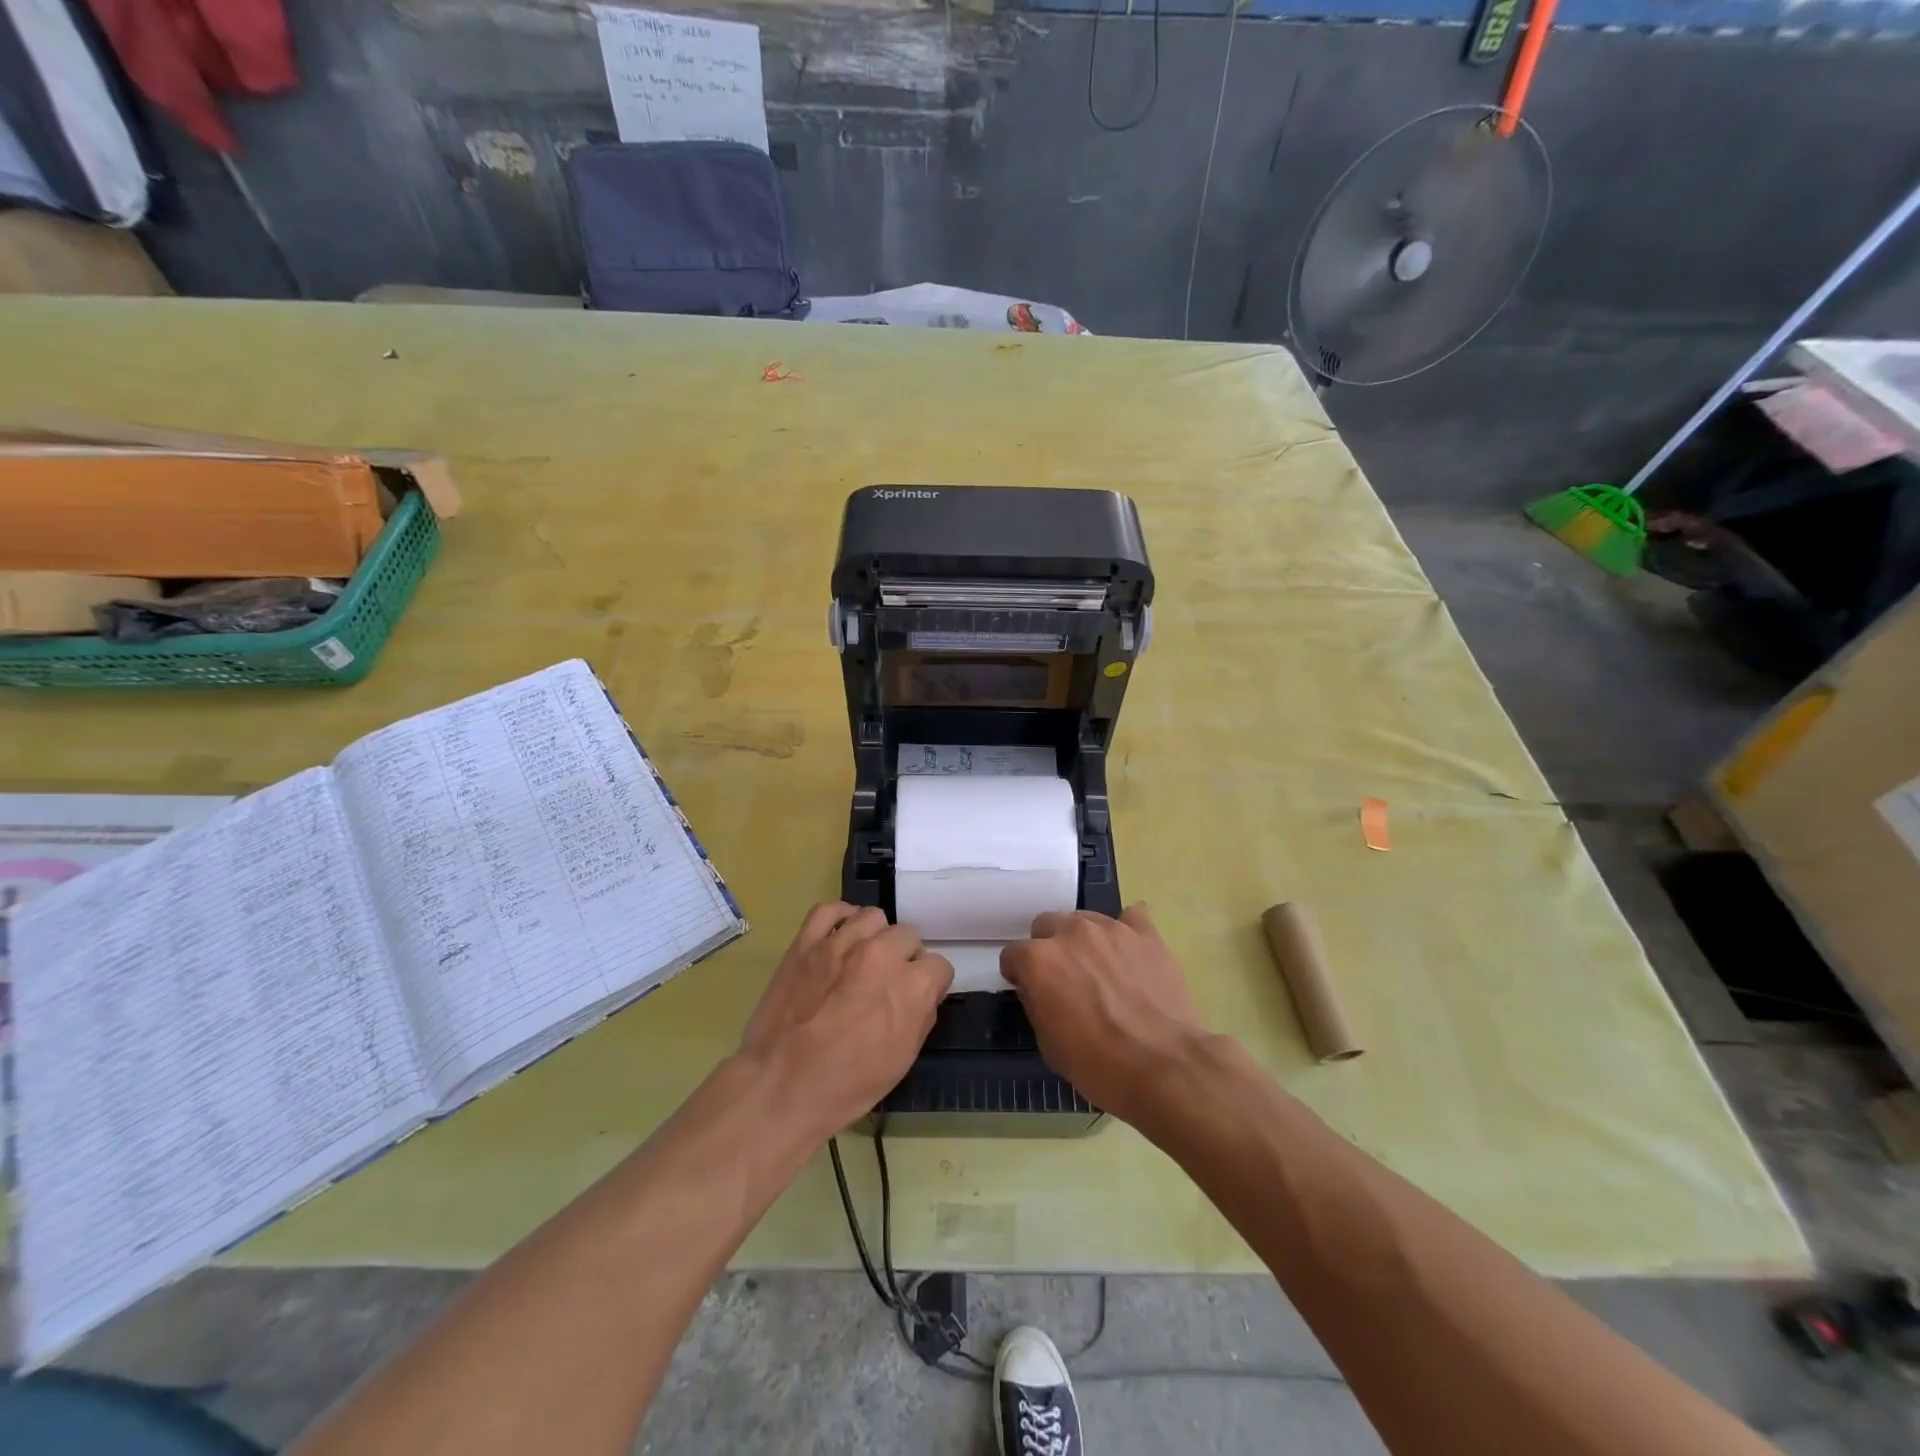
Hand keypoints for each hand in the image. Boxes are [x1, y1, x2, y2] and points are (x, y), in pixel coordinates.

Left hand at [737, 903, 952, 1139]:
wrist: (779, 1087)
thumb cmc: (846, 1086)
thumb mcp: (902, 1060)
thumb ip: (921, 1016)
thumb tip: (924, 993)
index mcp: (911, 986)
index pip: (939, 965)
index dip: (930, 984)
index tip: (916, 997)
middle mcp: (882, 954)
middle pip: (908, 935)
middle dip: (904, 958)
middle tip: (885, 982)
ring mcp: (842, 943)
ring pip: (873, 917)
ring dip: (875, 936)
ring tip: (862, 959)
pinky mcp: (807, 941)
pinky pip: (829, 910)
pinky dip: (839, 919)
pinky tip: (839, 936)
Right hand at [1000, 905, 1212, 1124]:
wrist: (1165, 1067)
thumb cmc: (1099, 1065)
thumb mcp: (1049, 1045)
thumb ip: (1037, 1004)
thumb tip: (1039, 990)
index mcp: (1039, 960)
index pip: (1013, 955)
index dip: (1020, 975)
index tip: (1031, 992)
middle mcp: (1070, 932)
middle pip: (1047, 925)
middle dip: (1050, 949)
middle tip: (1066, 980)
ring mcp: (1110, 928)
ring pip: (1085, 920)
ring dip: (1084, 941)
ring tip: (1102, 970)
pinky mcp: (1146, 933)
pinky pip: (1130, 919)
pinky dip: (1126, 933)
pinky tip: (1131, 955)